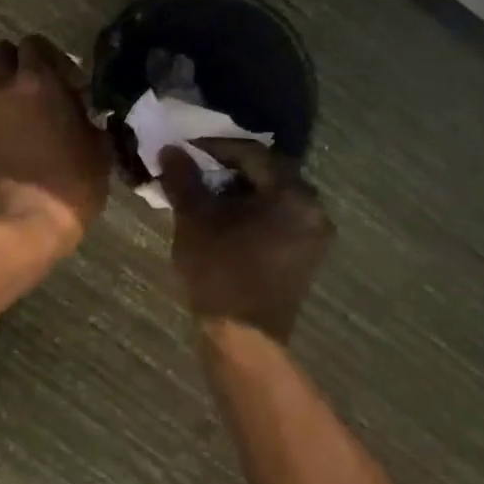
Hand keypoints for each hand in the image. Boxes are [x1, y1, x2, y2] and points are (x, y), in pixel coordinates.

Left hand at [0, 36, 110, 253]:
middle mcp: (5, 85)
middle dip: (18, 62)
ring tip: (21, 105)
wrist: (29, 218)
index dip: (51, 57)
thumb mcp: (97, 145)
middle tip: (40, 85)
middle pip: (0, 52)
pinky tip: (15, 128)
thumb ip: (86, 114)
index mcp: (38, 80)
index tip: (69, 80)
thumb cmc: (73, 180)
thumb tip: (81, 106)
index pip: (34, 43)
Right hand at [160, 140, 333, 343]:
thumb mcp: (194, 218)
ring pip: (273, 195)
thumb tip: (170, 149)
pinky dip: (253, 208)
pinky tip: (226, 215)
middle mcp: (313, 209)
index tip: (187, 147)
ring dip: (241, 188)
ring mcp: (313, 234)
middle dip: (230, 166)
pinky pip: (279, 216)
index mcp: (292, 195)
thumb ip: (183, 178)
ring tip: (206, 190)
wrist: (244, 337)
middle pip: (268, 172)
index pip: (252, 154)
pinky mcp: (305, 255)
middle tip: (196, 166)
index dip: (216, 146)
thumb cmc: (220, 271)